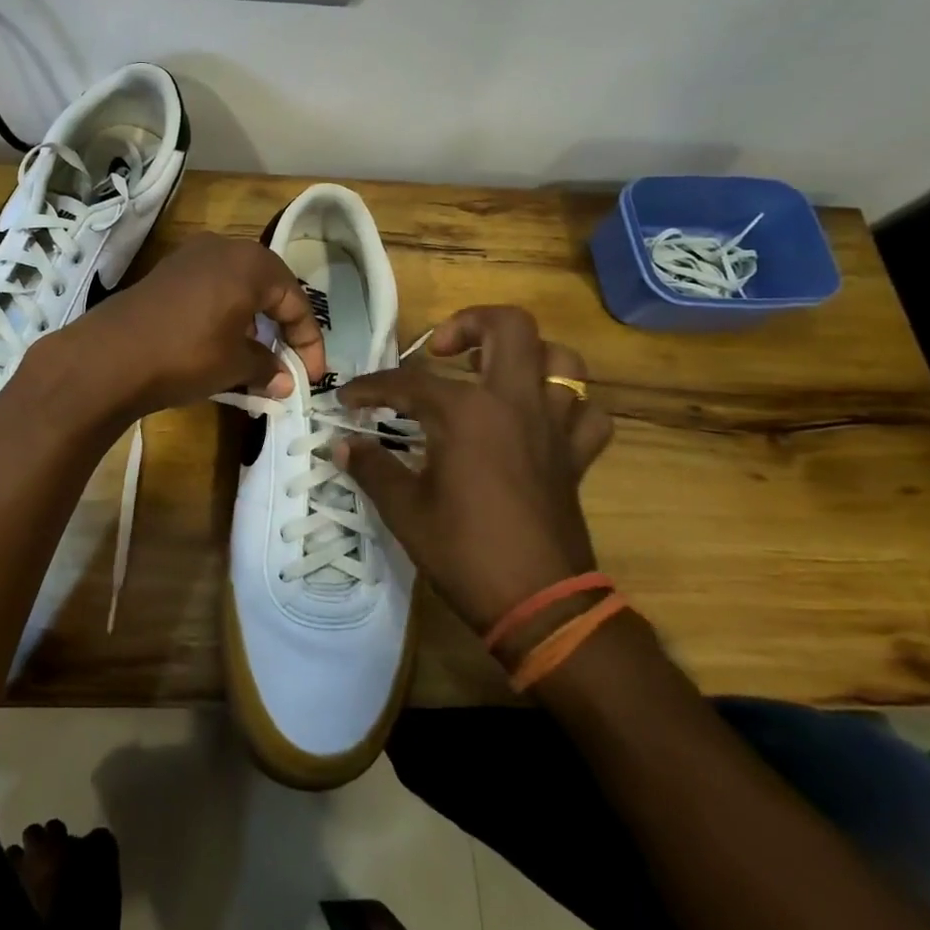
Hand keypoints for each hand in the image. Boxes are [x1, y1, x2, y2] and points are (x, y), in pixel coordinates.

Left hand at [41, 232, 327, 420]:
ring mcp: (189, 257)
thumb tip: (284, 381)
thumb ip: (267, 367)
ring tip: (253, 357)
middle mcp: (223, 248)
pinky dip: (223, 314)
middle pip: (268, 287)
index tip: (311, 377)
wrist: (109, 356)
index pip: (296, 301)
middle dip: (281, 326)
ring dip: (252, 320)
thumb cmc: (187, 354)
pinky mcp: (165, 273)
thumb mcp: (235, 364)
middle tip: (286, 361)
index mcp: (252, 263)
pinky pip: (209, 289)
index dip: (308, 342)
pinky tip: (217, 343)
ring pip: (237, 287)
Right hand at [335, 306, 613, 636]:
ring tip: (493, 372)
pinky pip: (588, 413)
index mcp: (467, 412)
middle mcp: (515, 403)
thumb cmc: (464, 551)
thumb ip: (372, 467)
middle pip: (509, 327)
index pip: (408, 381)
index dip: (370, 388)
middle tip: (440, 350)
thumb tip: (342, 445)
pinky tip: (539, 418)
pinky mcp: (576, 456)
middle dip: (469, 323)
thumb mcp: (404, 509)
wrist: (539, 606)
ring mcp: (553, 426)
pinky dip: (568, 406)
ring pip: (562, 360)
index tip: (347, 400)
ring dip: (528, 355)